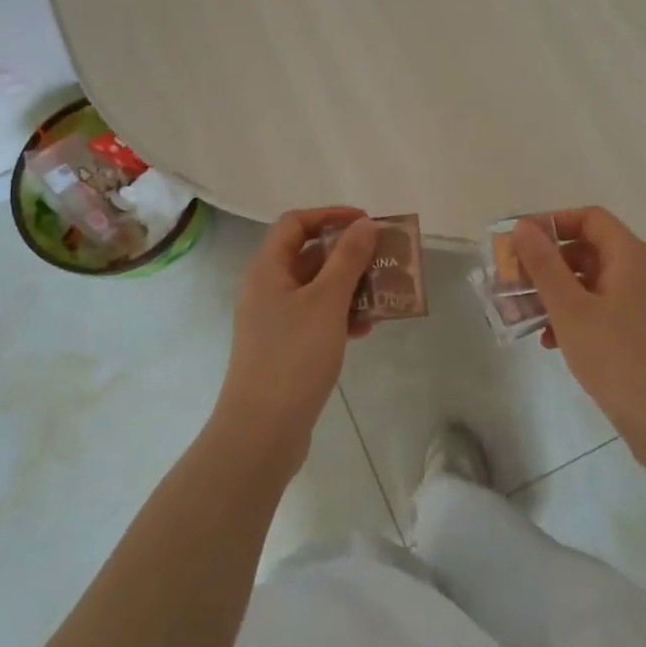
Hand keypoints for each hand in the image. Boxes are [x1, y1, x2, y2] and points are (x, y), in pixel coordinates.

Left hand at [211, 207, 377, 472]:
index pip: (295, 223)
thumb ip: (348, 259)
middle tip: (383, 258)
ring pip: (316, 289)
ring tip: (383, 294)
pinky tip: (366, 329)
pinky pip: (317, 318)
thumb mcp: (327, 301)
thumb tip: (364, 224)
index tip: (366, 222)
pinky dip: (341, 316)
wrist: (262, 431)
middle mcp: (267, 289)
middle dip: (348, 254)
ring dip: (350, 287)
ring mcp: (275, 321)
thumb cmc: (293, 356)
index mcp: (268, 270)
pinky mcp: (285, 349)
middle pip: (309, 255)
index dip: (330, 215)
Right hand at [512, 208, 645, 445]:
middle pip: (589, 249)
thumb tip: (523, 228)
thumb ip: (544, 265)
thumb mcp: (569, 308)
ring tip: (527, 313)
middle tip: (516, 279)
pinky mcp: (643, 330)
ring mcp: (645, 302)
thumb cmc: (615, 357)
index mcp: (630, 256)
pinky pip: (603, 307)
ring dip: (557, 291)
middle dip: (549, 262)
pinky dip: (575, 314)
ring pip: (593, 281)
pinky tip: (552, 340)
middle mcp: (642, 271)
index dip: (553, 222)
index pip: (590, 218)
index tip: (520, 241)